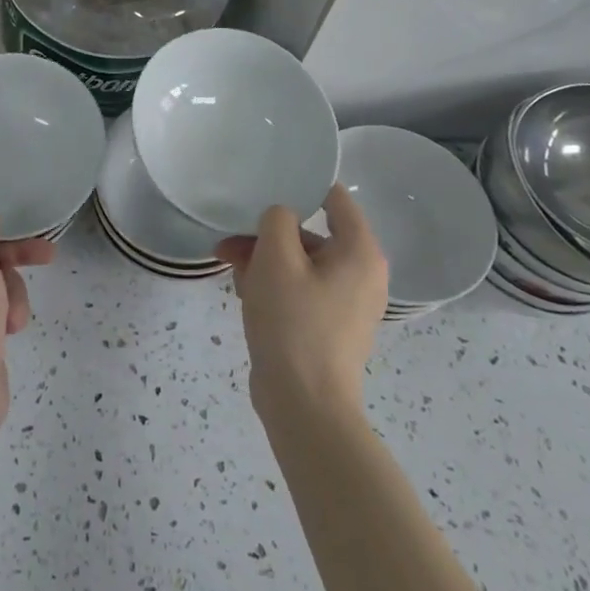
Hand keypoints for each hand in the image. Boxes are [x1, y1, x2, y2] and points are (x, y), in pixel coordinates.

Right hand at [215, 184, 387, 424]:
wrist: (304, 405)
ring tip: (229, 270)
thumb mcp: (276, 259)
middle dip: (267, 235)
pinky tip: (244, 293)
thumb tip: (281, 216)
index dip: (300, 186)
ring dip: (263, 260)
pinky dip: (274, 285)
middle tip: (228, 241)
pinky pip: (300, 290)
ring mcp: (346, 303)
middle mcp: (361, 274)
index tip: (264, 185)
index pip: (335, 199)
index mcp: (360, 252)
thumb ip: (277, 220)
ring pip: (300, 263)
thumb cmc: (294, 323)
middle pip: (310, 234)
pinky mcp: (328, 326)